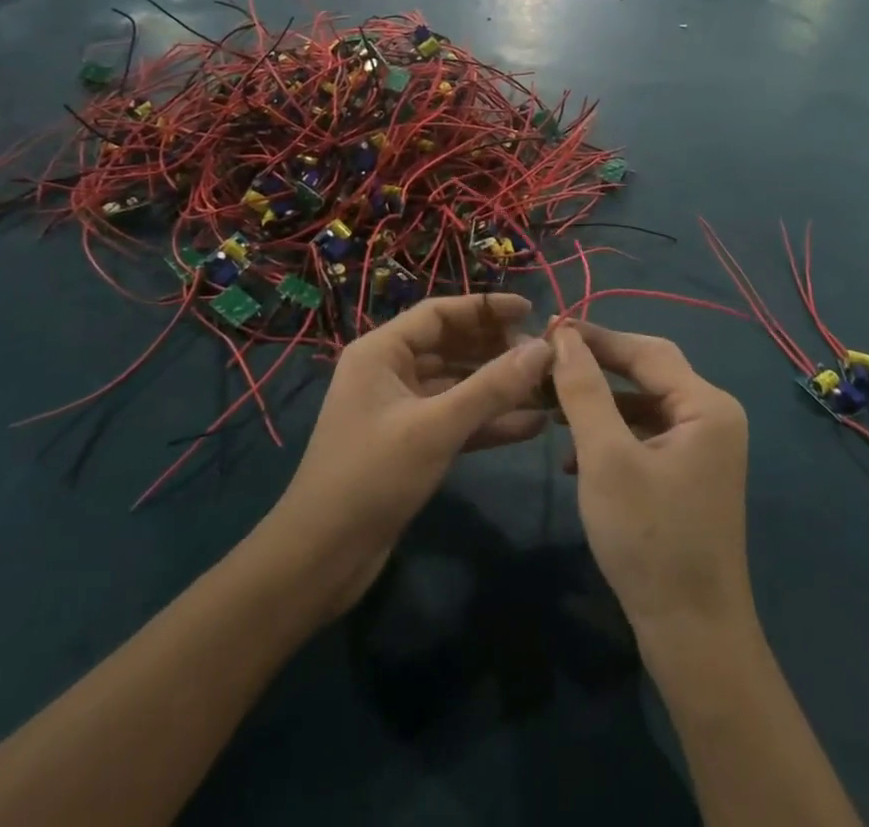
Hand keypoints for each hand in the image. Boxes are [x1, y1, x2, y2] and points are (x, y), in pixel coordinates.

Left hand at [268, 294, 551, 615]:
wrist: (321, 560)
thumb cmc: (372, 477)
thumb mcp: (436, 427)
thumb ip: (492, 387)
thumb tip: (544, 349)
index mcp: (381, 352)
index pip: (440, 313)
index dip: (485, 309)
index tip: (531, 310)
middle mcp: (389, 372)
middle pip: (451, 346)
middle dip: (497, 349)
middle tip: (545, 355)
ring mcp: (400, 409)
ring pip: (458, 385)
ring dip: (498, 387)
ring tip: (547, 388)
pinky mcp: (411, 444)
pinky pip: (456, 420)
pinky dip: (488, 421)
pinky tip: (531, 425)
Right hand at [551, 321, 752, 635]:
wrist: (692, 636)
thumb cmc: (649, 540)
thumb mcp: (606, 458)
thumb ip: (584, 391)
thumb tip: (565, 337)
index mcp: (706, 405)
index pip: (645, 350)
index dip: (596, 336)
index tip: (549, 328)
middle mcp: (712, 417)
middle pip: (647, 372)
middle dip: (596, 367)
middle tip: (548, 360)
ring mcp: (703, 448)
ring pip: (643, 405)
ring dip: (598, 403)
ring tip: (551, 404)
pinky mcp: (689, 475)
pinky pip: (646, 436)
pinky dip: (611, 435)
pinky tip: (574, 455)